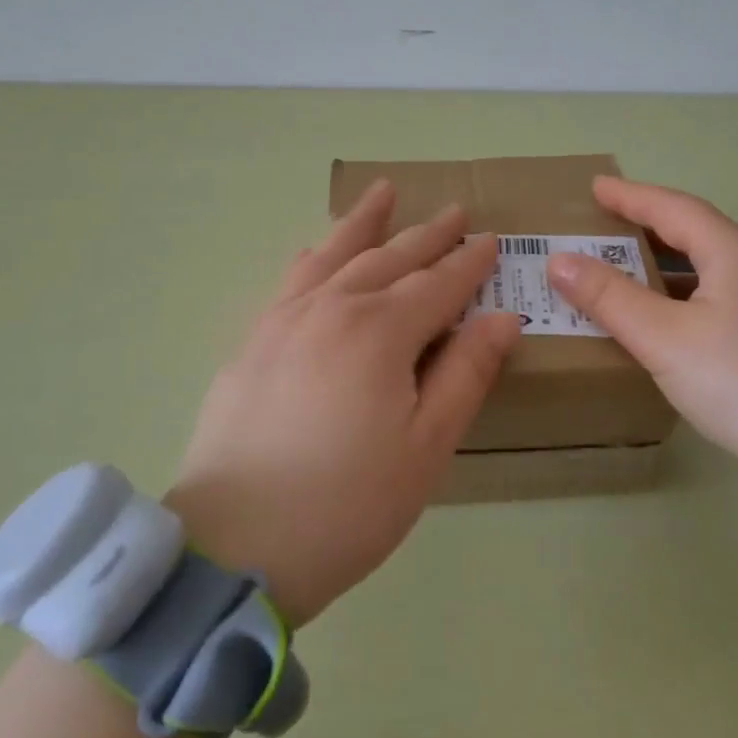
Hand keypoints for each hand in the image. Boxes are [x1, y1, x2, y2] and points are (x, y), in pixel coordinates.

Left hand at [166, 180, 521, 624]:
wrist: (235, 545)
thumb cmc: (348, 504)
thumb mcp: (427, 447)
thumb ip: (467, 373)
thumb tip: (503, 316)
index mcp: (380, 331)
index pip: (437, 284)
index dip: (468, 263)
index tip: (492, 241)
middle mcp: (331, 308)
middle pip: (389, 258)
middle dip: (427, 235)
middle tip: (454, 211)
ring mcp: (283, 320)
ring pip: (335, 255)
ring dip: (364, 223)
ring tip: (383, 192)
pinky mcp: (252, 342)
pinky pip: (292, 279)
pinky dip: (316, 255)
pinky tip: (319, 249)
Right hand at [544, 177, 737, 520]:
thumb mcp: (663, 337)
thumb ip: (609, 296)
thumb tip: (558, 259)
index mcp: (733, 250)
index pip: (672, 207)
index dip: (629, 195)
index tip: (594, 187)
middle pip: (691, 229)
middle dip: (643, 223)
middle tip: (600, 222)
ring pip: (703, 263)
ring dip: (658, 260)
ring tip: (618, 264)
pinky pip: (711, 291)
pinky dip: (675, 290)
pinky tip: (657, 313)